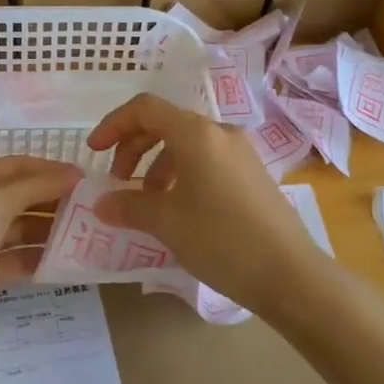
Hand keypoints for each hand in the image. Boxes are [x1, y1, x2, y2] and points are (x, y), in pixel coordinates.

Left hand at [0, 155, 83, 356]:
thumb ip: (36, 185)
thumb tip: (75, 173)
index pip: (15, 165)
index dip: (51, 169)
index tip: (88, 179)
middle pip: (18, 196)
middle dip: (54, 201)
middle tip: (95, 208)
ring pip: (19, 229)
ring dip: (50, 231)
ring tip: (88, 235)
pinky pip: (15, 258)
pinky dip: (38, 258)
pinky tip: (66, 262)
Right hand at [87, 94, 333, 317]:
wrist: (290, 274)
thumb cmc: (221, 239)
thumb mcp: (166, 222)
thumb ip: (128, 206)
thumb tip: (101, 204)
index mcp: (196, 133)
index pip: (145, 108)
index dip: (113, 125)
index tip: (93, 153)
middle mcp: (220, 133)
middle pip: (165, 123)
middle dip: (133, 147)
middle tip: (117, 180)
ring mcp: (240, 153)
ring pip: (186, 145)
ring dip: (156, 165)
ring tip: (147, 202)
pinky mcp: (252, 174)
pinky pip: (206, 161)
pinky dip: (181, 175)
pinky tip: (177, 209)